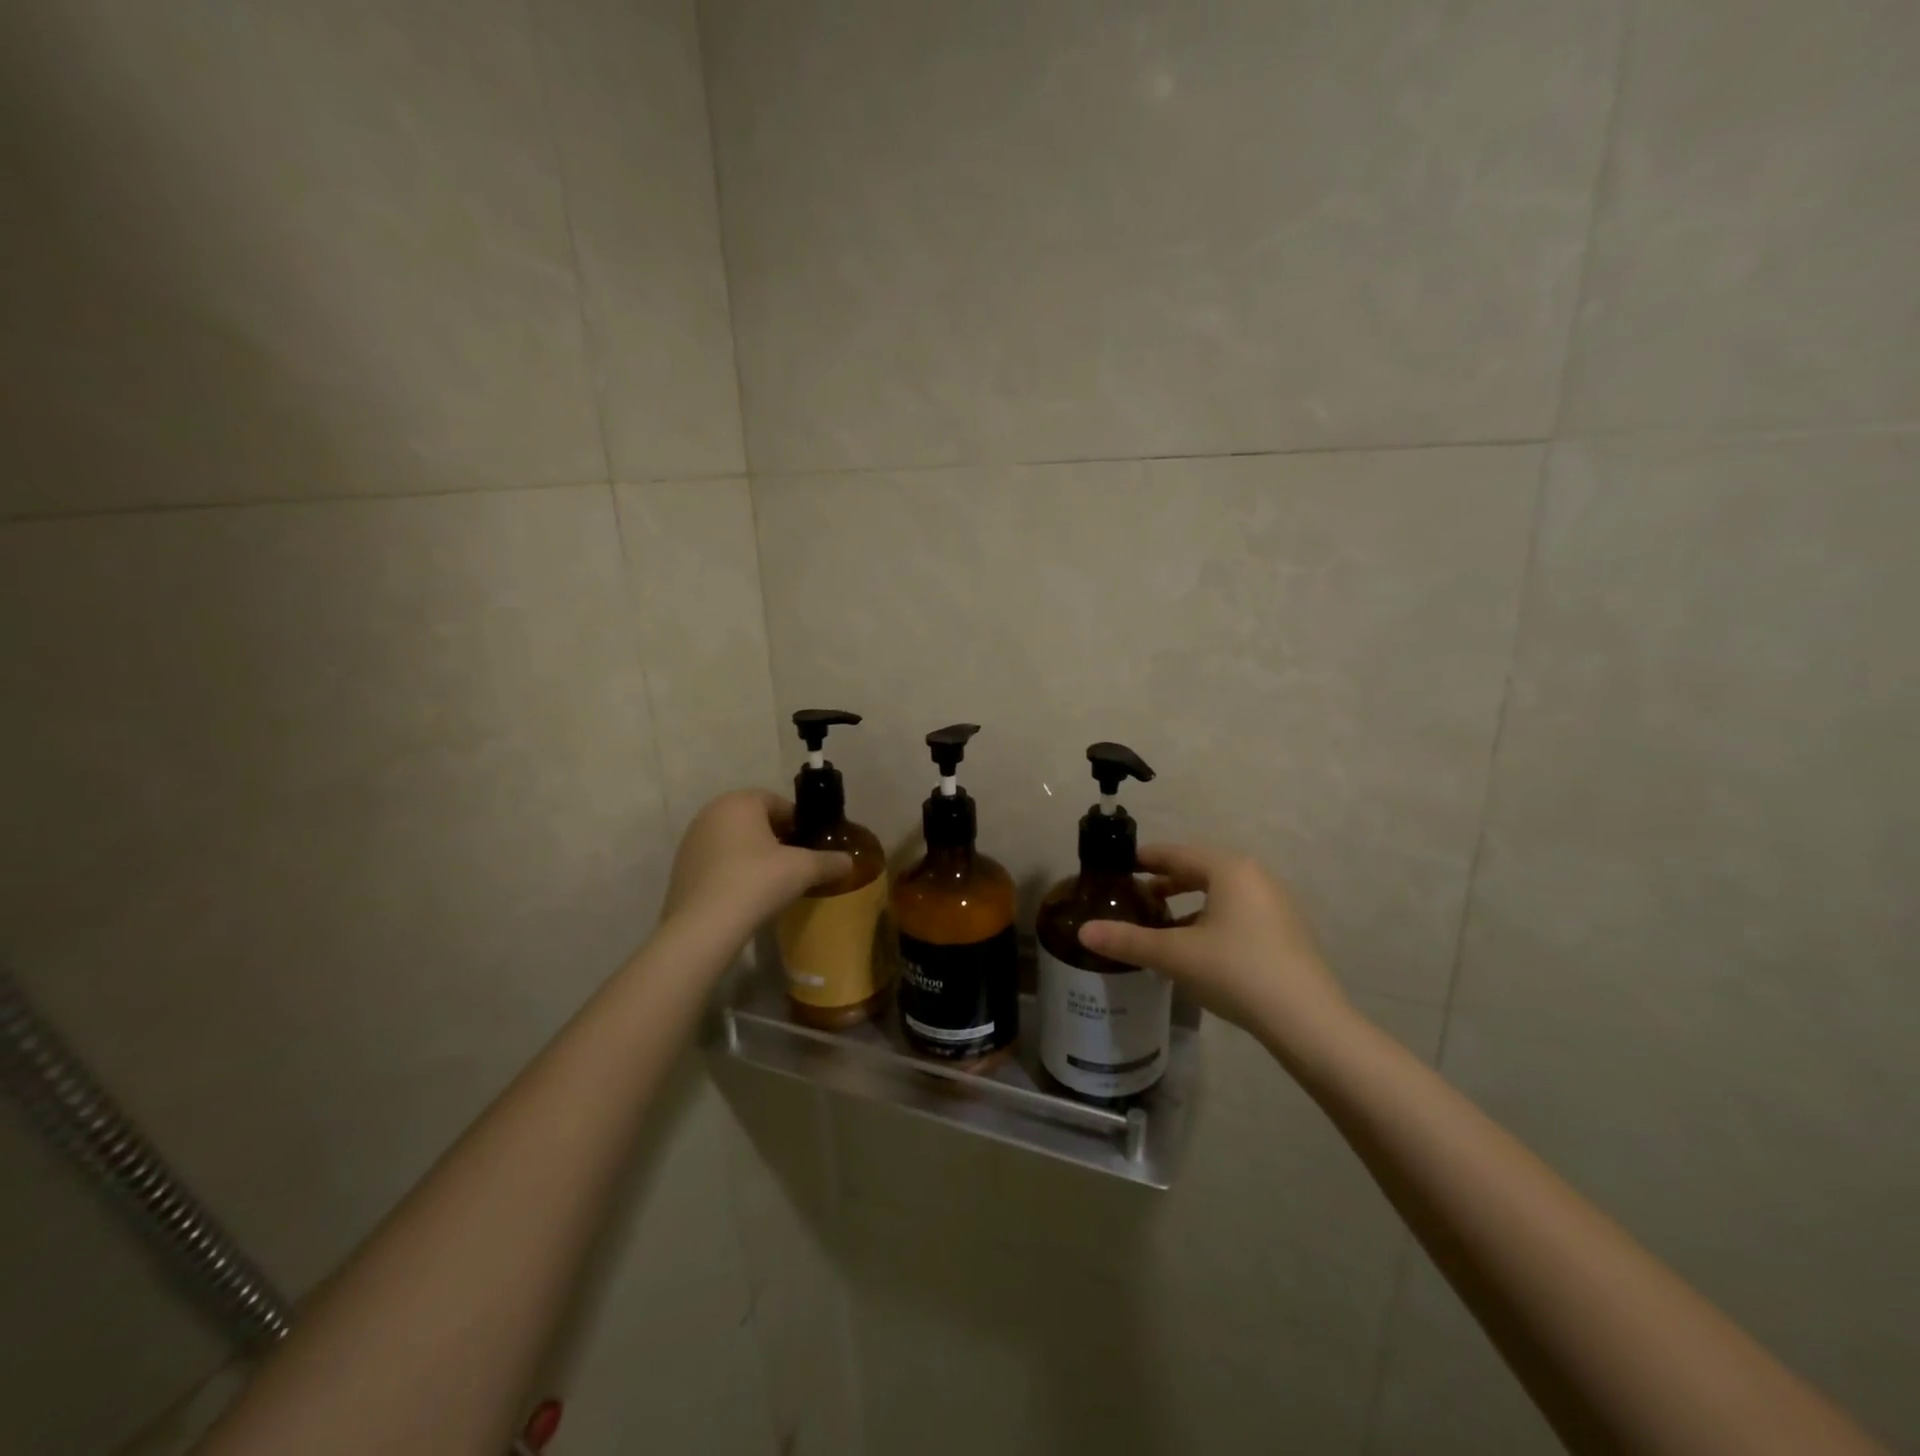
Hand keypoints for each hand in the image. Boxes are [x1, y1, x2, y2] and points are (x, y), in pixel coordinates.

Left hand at [662, 791, 851, 935]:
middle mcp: (711, 812)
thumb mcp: (804, 869)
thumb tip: (848, 861)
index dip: (800, 824)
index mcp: (740, 801)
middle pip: (755, 821)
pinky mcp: (681, 868)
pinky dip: (734, 871)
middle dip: (777, 839)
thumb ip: (829, 861)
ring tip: (772, 882)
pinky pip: (718, 862)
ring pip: (735, 842)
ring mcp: (692, 841)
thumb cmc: (757, 882)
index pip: (779, 804)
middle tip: (795, 864)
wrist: (704, 926)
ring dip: (754, 855)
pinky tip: (746, 895)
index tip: (811, 847)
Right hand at [1077, 844, 1351, 1050]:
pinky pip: (1237, 912)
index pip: (1176, 853)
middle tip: (1134, 896)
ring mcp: (1275, 905)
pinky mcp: (1285, 932)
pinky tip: (1196, 947)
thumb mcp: (1175, 955)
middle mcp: (1255, 877)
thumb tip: (1083, 932)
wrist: (1307, 1021)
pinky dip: (1210, 919)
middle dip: (1166, 882)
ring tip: (1160, 922)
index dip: (1145, 858)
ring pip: (1220, 894)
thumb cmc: (1236, 972)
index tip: (1120, 866)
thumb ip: (1128, 940)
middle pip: (1200, 870)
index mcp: (1228, 870)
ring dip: (1188, 903)